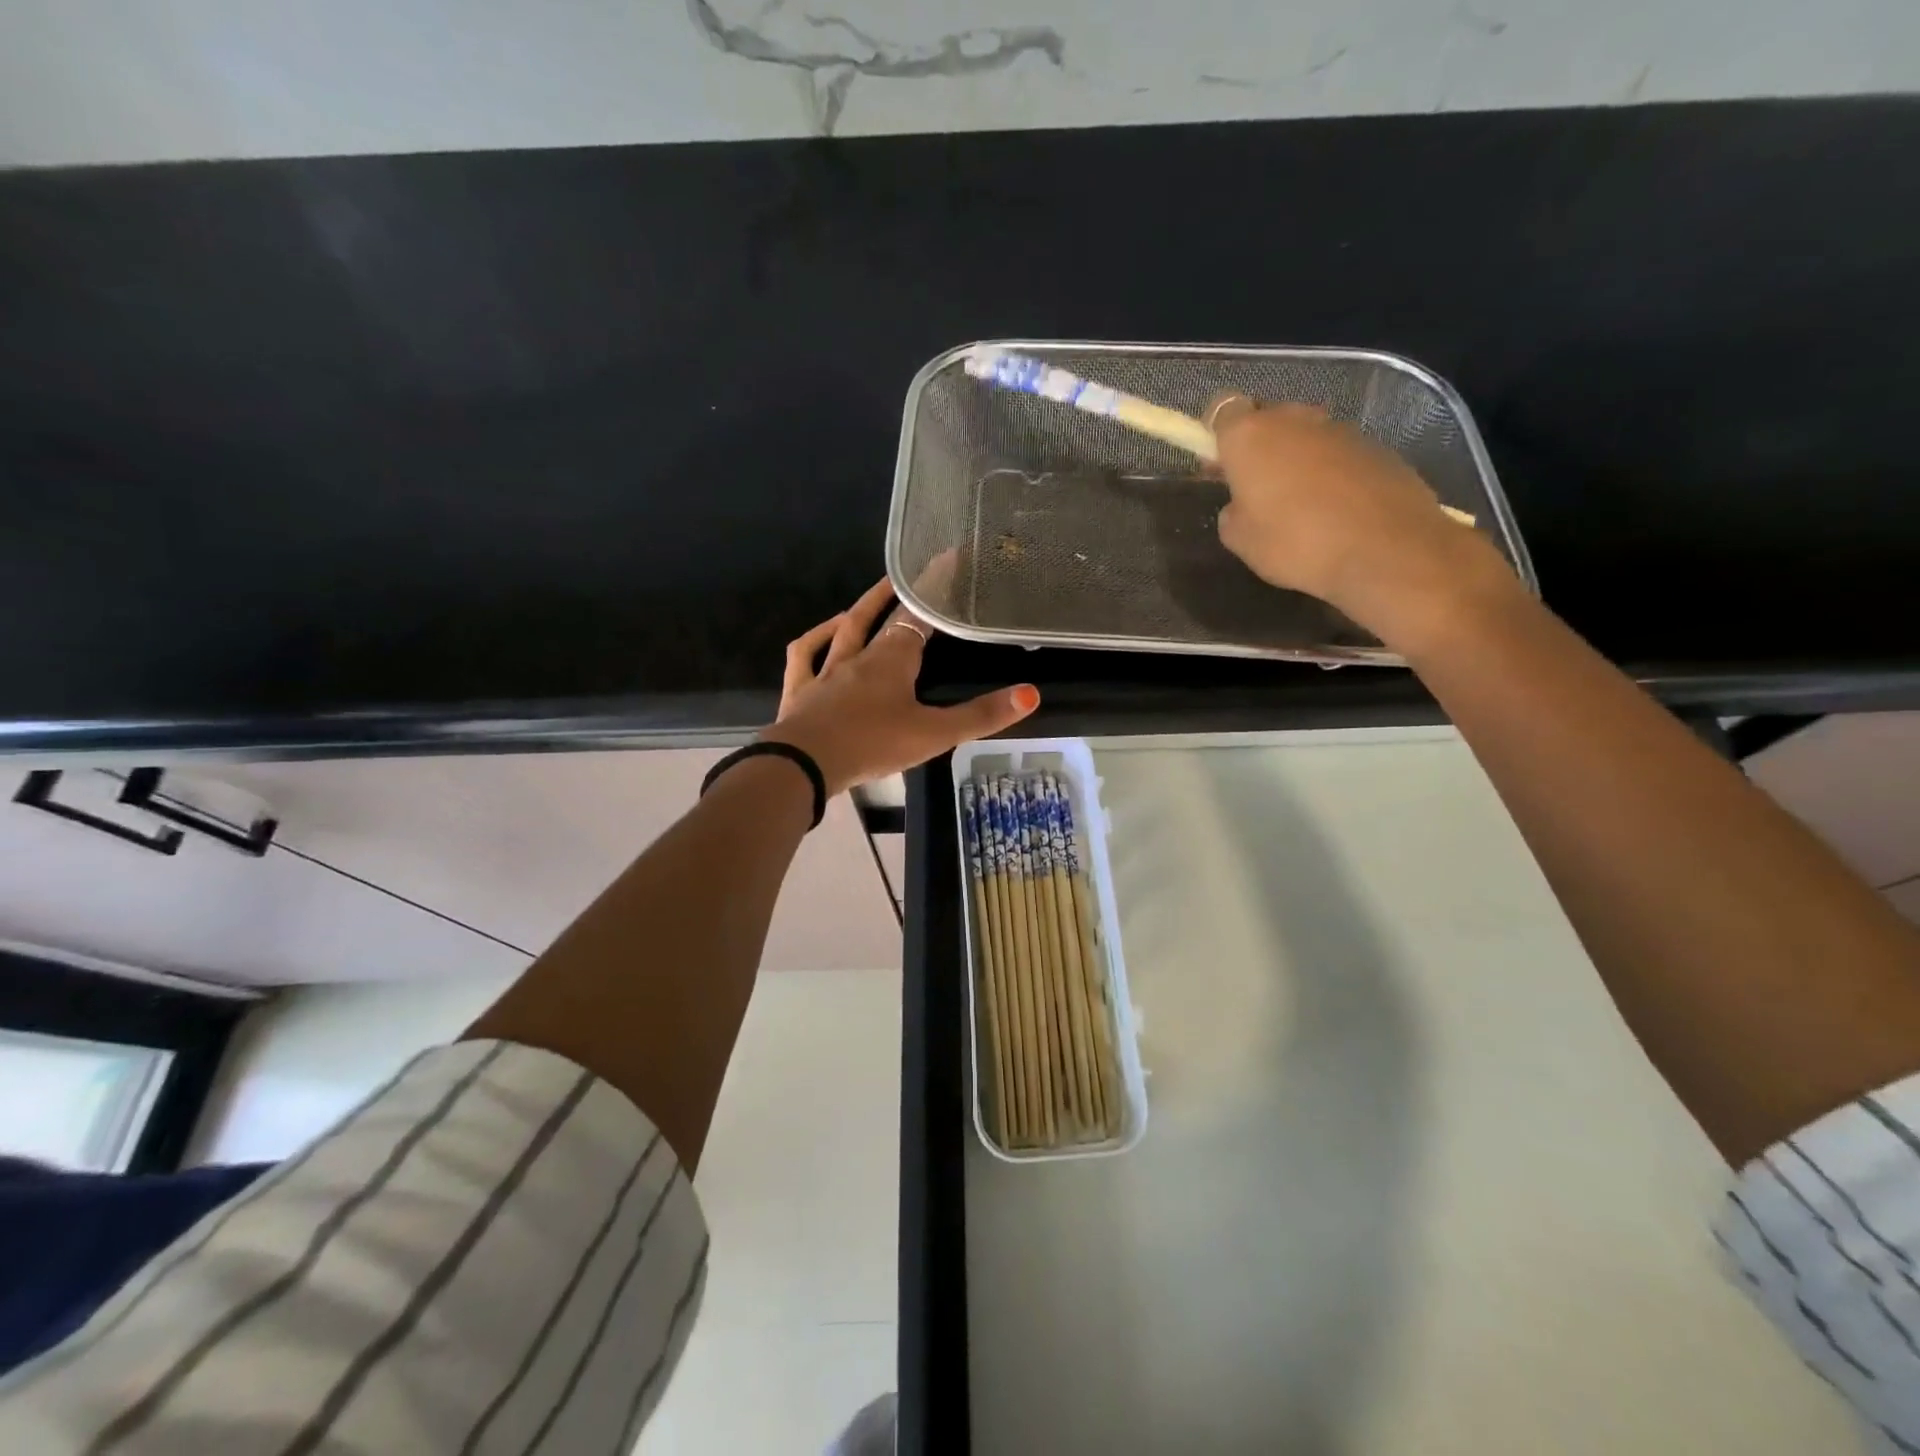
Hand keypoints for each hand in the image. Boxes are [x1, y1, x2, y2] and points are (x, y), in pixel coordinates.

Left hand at [761, 578, 1039, 796]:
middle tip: (909, 574)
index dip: (934, 590)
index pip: (918, 615)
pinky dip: (813, 641)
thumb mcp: (934, 734)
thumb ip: (981, 715)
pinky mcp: (800, 691)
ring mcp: (825, 672)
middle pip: (878, 617)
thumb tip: (1031, 693)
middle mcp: (858, 657)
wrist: (805, 765)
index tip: (949, 561)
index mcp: (892, 660)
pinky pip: (803, 657)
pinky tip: (819, 637)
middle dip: (896, 595)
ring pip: (842, 631)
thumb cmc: (872, 744)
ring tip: (867, 601)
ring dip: (857, 612)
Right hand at [1210, 397, 1519, 649]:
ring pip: (1303, 435)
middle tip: (1253, 487)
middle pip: (1266, 418)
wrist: (1385, 550)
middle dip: (1256, 445)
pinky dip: (1328, 472)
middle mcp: (1295, 419)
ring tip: (1297, 504)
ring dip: (1293, 458)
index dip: (1215, 432)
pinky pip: (1336, 453)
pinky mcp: (1376, 447)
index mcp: (1251, 436)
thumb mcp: (1240, 539)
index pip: (1222, 407)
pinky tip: (1332, 509)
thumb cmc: (1296, 543)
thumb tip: (1245, 502)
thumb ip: (1233, 510)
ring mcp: (1339, 429)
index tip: (1217, 463)